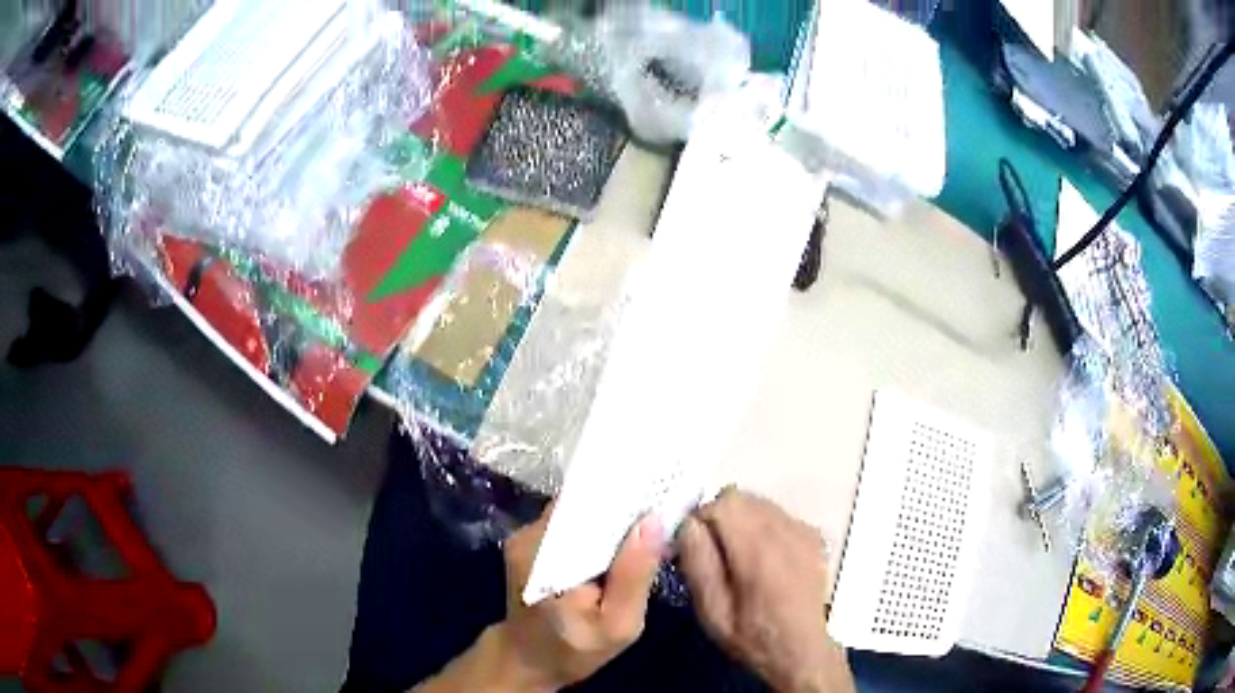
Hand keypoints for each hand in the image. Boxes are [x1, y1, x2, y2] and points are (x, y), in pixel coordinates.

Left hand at [494, 503, 663, 690]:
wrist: (526, 660)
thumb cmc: (575, 649)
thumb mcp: (618, 625)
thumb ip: (634, 576)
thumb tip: (654, 520)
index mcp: (549, 559)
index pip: (592, 508)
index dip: (630, 499)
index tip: (666, 496)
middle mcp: (531, 537)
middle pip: (585, 505)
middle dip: (625, 507)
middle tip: (665, 512)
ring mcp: (526, 535)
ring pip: (579, 511)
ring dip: (612, 517)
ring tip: (650, 523)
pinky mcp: (529, 540)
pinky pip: (571, 523)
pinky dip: (597, 528)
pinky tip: (622, 540)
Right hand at [678, 489, 853, 692]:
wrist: (801, 650)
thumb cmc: (751, 636)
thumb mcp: (712, 611)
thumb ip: (698, 563)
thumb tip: (687, 524)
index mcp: (758, 552)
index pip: (723, 503)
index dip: (701, 519)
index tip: (694, 545)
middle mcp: (785, 532)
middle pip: (742, 497)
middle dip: (719, 517)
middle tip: (713, 552)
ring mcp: (803, 531)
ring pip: (759, 503)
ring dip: (741, 520)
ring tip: (738, 556)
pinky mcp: (813, 536)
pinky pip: (778, 515)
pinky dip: (763, 526)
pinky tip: (763, 559)